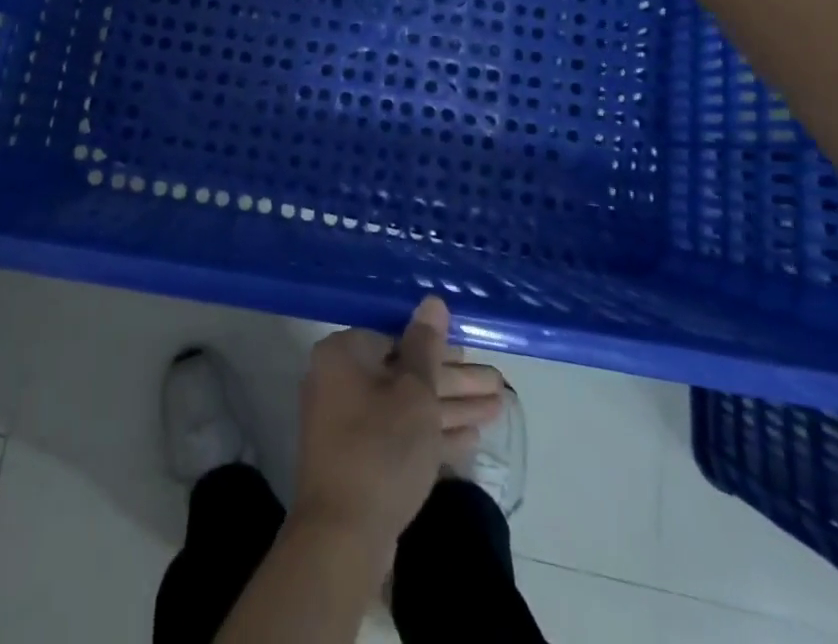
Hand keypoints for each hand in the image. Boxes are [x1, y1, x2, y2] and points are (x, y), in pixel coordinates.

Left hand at [291, 297, 504, 554]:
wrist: (342, 536)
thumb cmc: (381, 448)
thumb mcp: (414, 392)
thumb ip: (427, 346)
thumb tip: (433, 301)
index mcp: (343, 354)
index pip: (396, 339)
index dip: (439, 349)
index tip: (473, 356)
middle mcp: (339, 381)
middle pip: (405, 374)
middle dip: (454, 381)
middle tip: (497, 385)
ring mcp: (347, 423)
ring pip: (407, 407)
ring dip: (451, 408)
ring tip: (498, 410)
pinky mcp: (358, 460)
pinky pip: (399, 435)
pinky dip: (431, 436)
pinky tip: (470, 440)